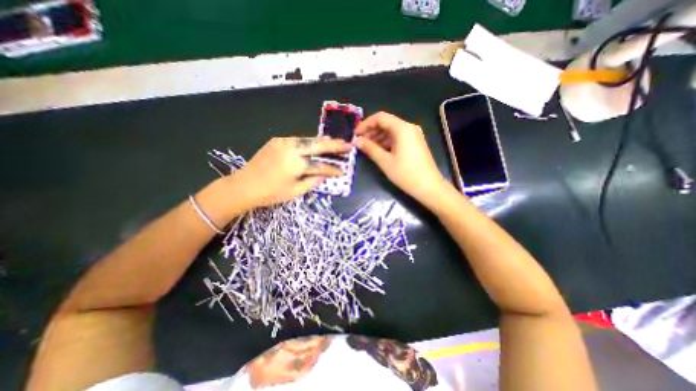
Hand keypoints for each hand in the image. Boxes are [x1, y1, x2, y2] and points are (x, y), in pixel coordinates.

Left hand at [230, 137, 347, 210]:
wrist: (244, 185)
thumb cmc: (270, 193)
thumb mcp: (295, 192)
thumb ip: (312, 182)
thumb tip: (324, 176)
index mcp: (296, 165)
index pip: (321, 166)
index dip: (333, 169)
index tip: (343, 171)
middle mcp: (292, 150)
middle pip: (318, 145)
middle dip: (335, 145)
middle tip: (348, 145)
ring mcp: (284, 142)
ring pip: (309, 139)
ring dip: (323, 141)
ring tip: (336, 141)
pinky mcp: (278, 140)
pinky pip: (298, 140)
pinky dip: (309, 142)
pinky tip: (316, 143)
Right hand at [354, 111, 444, 201]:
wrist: (429, 187)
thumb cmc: (406, 174)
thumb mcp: (385, 161)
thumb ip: (370, 148)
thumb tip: (356, 141)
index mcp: (402, 128)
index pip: (380, 117)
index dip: (365, 124)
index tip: (356, 135)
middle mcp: (409, 127)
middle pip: (386, 123)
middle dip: (371, 131)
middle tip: (360, 143)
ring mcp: (414, 135)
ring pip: (392, 131)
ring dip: (378, 137)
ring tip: (368, 149)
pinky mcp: (415, 143)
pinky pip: (398, 137)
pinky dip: (387, 142)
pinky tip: (380, 151)